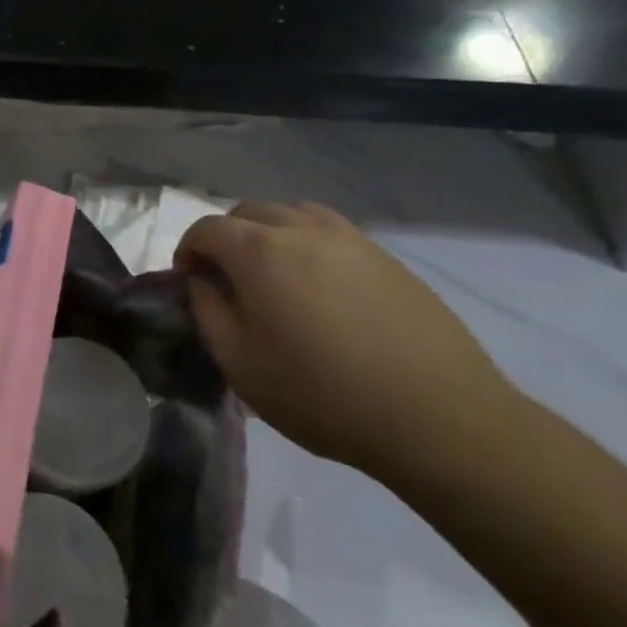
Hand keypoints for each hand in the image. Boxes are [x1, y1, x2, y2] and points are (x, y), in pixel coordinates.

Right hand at [175, 202, 519, 479]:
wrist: (438, 416)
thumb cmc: (321, 393)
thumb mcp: (239, 363)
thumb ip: (208, 312)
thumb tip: (202, 282)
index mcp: (258, 251)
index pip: (206, 228)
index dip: (188, 250)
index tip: (188, 281)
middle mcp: (301, 230)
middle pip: (248, 211)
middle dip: (226, 236)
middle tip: (226, 277)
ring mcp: (350, 239)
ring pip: (293, 213)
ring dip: (269, 233)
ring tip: (274, 275)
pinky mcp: (387, 258)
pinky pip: (332, 232)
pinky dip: (310, 244)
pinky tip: (321, 288)